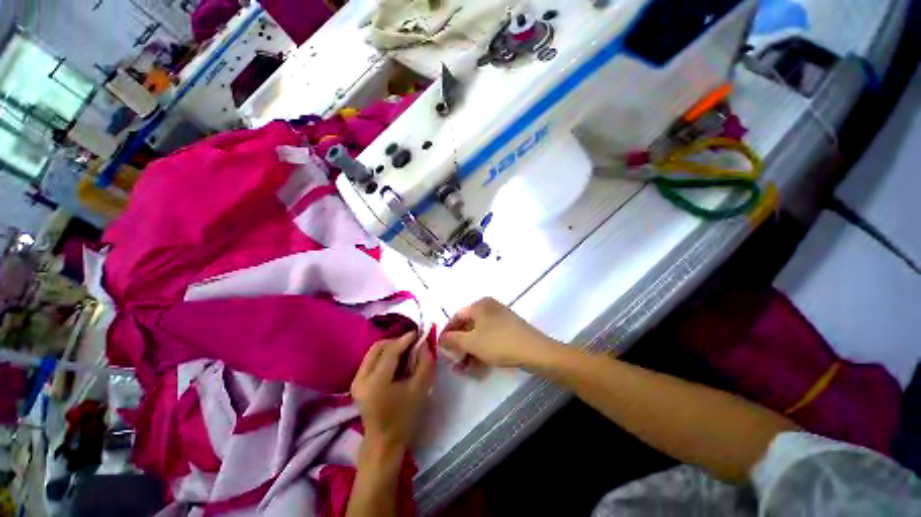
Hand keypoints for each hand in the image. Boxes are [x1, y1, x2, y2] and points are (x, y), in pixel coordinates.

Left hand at [351, 332, 434, 449]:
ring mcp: (355, 380)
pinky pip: (371, 359)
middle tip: (412, 343)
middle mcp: (361, 378)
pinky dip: (385, 354)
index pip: (390, 351)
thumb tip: (423, 343)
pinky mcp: (356, 382)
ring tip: (406, 351)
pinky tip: (396, 361)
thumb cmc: (405, 417)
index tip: (419, 333)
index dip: (405, 339)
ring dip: (390, 346)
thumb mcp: (420, 389)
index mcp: (376, 382)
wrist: (384, 441)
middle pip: (378, 347)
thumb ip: (424, 362)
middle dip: (396, 341)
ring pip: (374, 351)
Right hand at [439, 298, 559, 368]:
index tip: (440, 348)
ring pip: (478, 333)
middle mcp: (489, 307)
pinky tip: (477, 365)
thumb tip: (441, 339)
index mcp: (479, 305)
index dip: (446, 332)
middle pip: (468, 325)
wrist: (533, 350)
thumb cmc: (498, 342)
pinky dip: (481, 349)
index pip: (456, 316)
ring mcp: (500, 317)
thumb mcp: (471, 342)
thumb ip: (453, 339)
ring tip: (463, 369)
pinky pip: (489, 337)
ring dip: (469, 350)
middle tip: (453, 360)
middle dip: (459, 345)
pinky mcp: (508, 328)